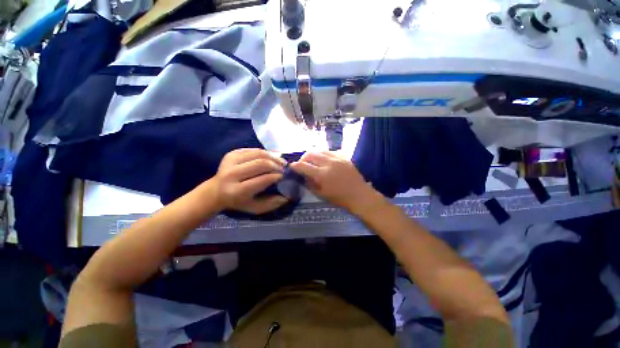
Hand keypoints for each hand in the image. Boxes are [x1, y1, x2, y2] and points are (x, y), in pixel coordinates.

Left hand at [209, 149, 288, 213]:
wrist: (216, 191)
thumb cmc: (238, 202)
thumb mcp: (255, 208)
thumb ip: (271, 204)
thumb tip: (286, 197)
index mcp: (237, 191)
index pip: (263, 179)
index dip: (277, 176)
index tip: (285, 177)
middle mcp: (232, 174)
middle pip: (261, 164)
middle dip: (277, 165)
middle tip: (285, 168)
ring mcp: (230, 161)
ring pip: (258, 154)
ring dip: (273, 157)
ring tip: (281, 161)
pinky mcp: (231, 154)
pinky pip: (253, 150)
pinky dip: (265, 152)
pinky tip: (271, 157)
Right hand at [290, 151, 385, 214]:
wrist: (359, 195)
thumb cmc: (339, 198)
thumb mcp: (321, 194)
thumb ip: (310, 183)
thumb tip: (303, 175)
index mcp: (322, 174)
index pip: (303, 166)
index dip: (295, 165)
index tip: (292, 166)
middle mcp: (328, 163)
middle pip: (310, 153)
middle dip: (303, 157)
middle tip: (302, 163)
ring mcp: (337, 158)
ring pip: (320, 149)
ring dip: (313, 154)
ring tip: (312, 160)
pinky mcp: (344, 157)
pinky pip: (330, 151)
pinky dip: (323, 154)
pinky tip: (324, 160)